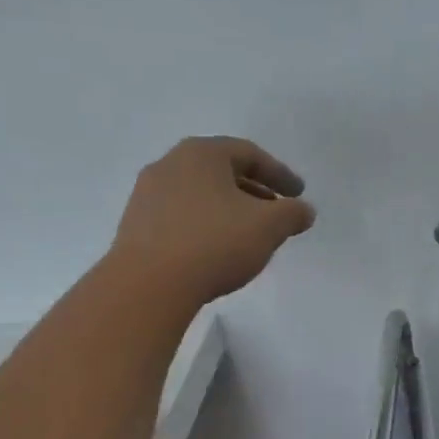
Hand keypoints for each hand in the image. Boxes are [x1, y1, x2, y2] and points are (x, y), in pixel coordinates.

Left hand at [108, 137, 314, 307]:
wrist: (148, 285)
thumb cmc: (214, 243)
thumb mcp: (268, 227)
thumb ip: (292, 213)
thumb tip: (303, 210)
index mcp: (202, 153)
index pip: (249, 154)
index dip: (279, 174)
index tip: (298, 194)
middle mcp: (170, 164)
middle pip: (221, 171)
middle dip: (253, 190)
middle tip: (276, 211)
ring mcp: (147, 194)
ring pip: (200, 194)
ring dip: (228, 209)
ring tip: (248, 234)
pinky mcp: (135, 225)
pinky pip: (180, 216)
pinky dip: (205, 224)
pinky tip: (215, 249)